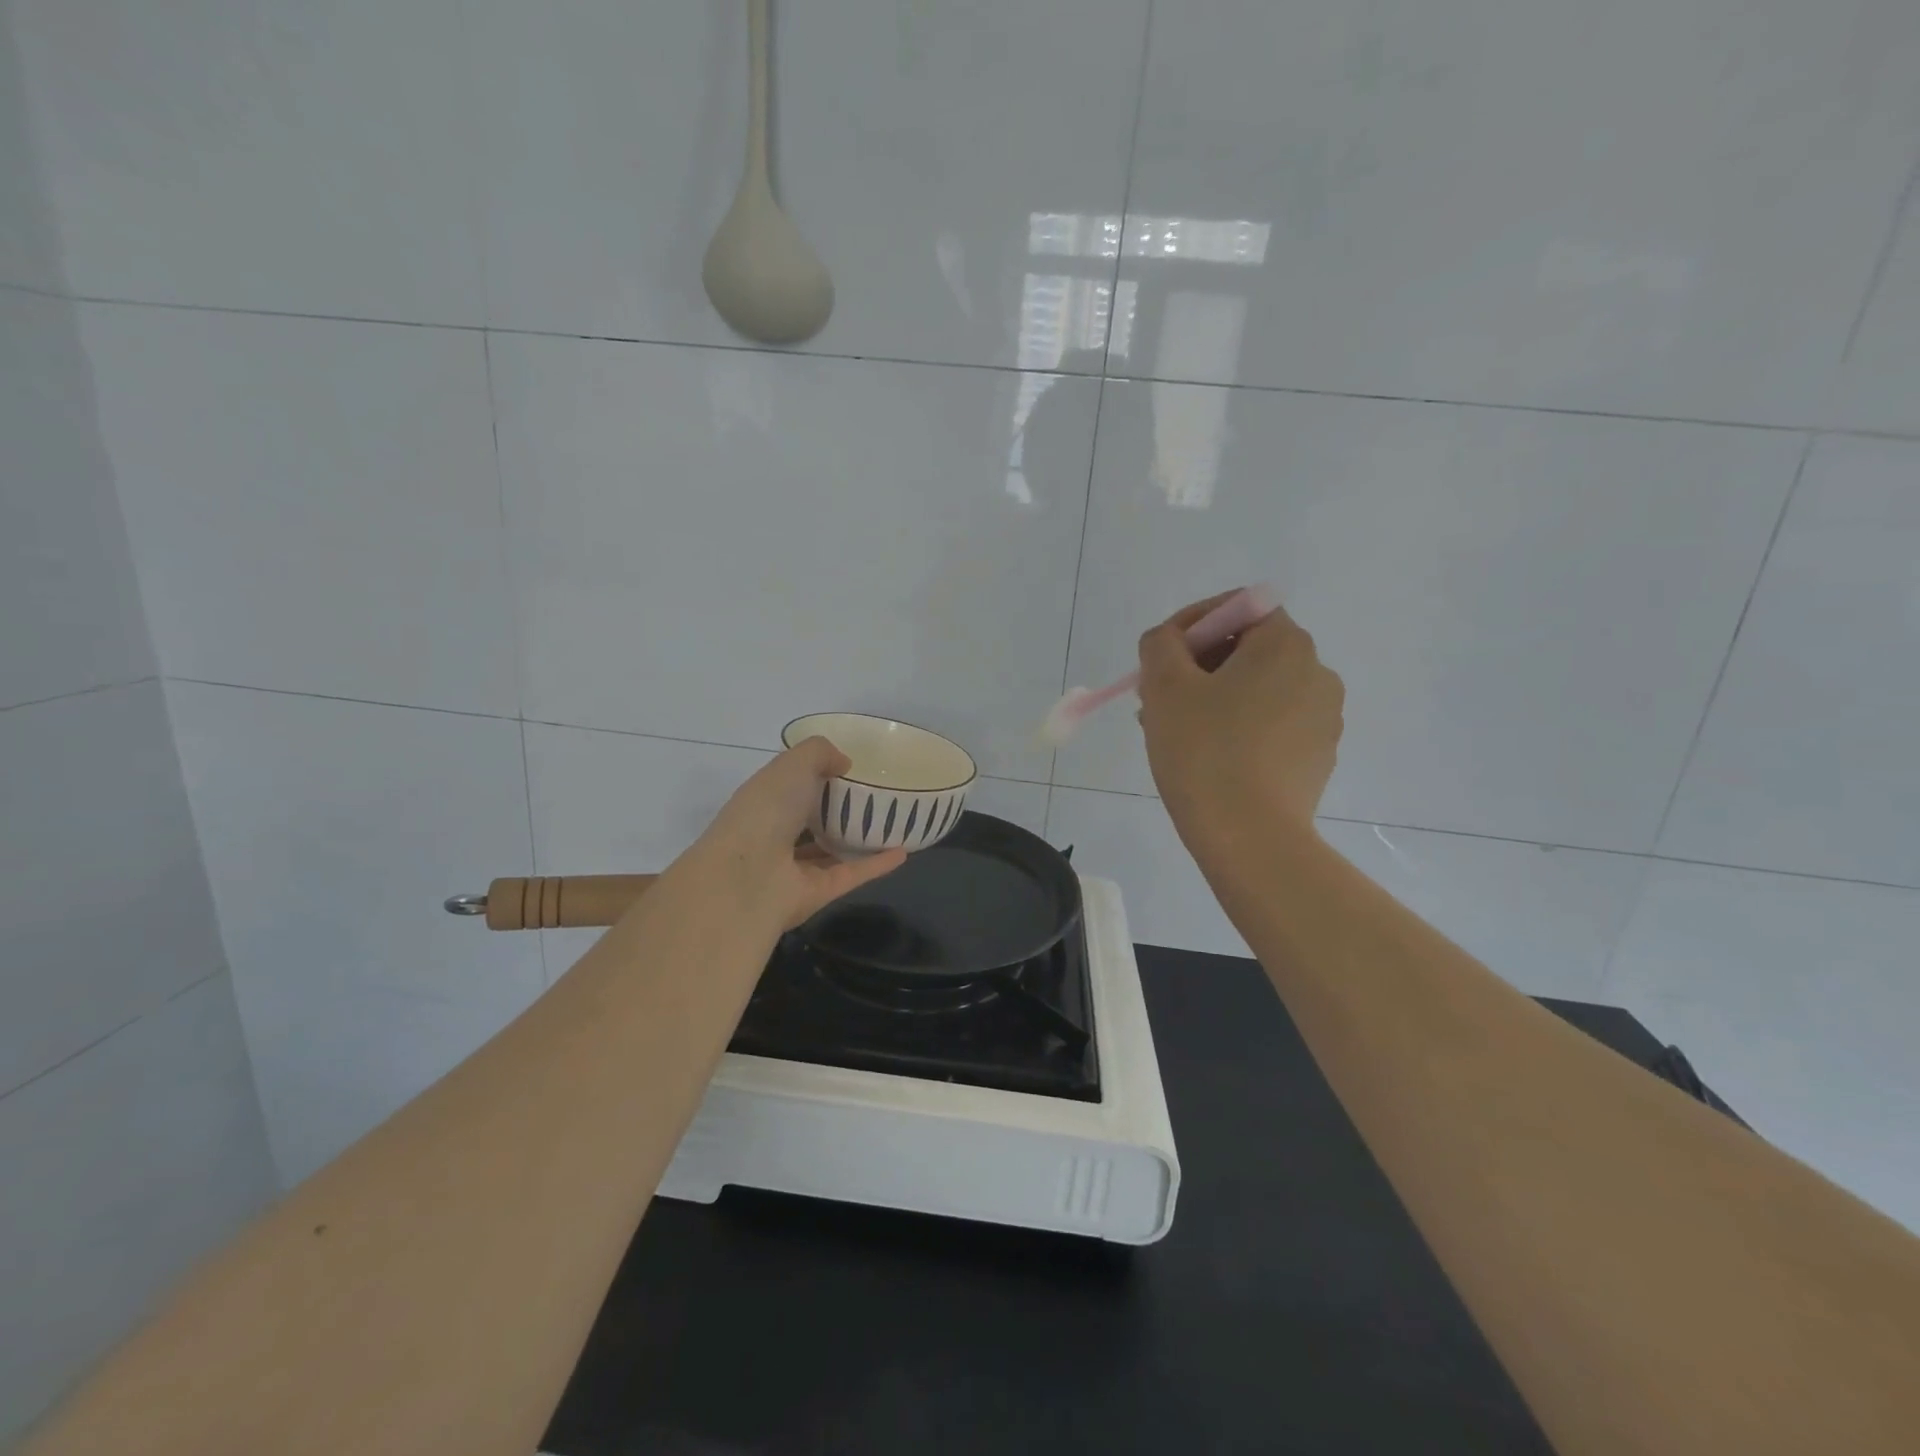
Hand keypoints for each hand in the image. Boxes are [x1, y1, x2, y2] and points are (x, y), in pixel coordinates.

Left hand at [689, 737, 906, 930]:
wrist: (748, 877)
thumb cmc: (766, 810)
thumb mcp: (792, 764)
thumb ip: (820, 753)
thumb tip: (844, 764)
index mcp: (764, 802)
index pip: (790, 787)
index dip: (814, 775)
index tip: (848, 766)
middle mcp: (777, 835)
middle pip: (811, 820)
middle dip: (836, 809)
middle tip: (876, 793)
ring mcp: (796, 868)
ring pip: (832, 851)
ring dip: (858, 839)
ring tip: (892, 823)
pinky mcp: (818, 893)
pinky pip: (852, 874)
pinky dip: (877, 864)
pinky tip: (904, 851)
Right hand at [1137, 591, 1343, 840]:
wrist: (1250, 837)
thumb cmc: (1204, 751)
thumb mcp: (1164, 685)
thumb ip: (1161, 643)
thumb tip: (1171, 641)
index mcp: (1286, 645)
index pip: (1240, 607)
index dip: (1193, 623)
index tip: (1160, 657)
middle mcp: (1317, 673)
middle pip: (1248, 649)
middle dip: (1198, 665)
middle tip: (1157, 696)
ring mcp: (1323, 718)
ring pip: (1257, 690)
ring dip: (1214, 698)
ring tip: (1175, 731)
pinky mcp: (1318, 757)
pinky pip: (1271, 724)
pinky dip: (1238, 728)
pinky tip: (1208, 758)